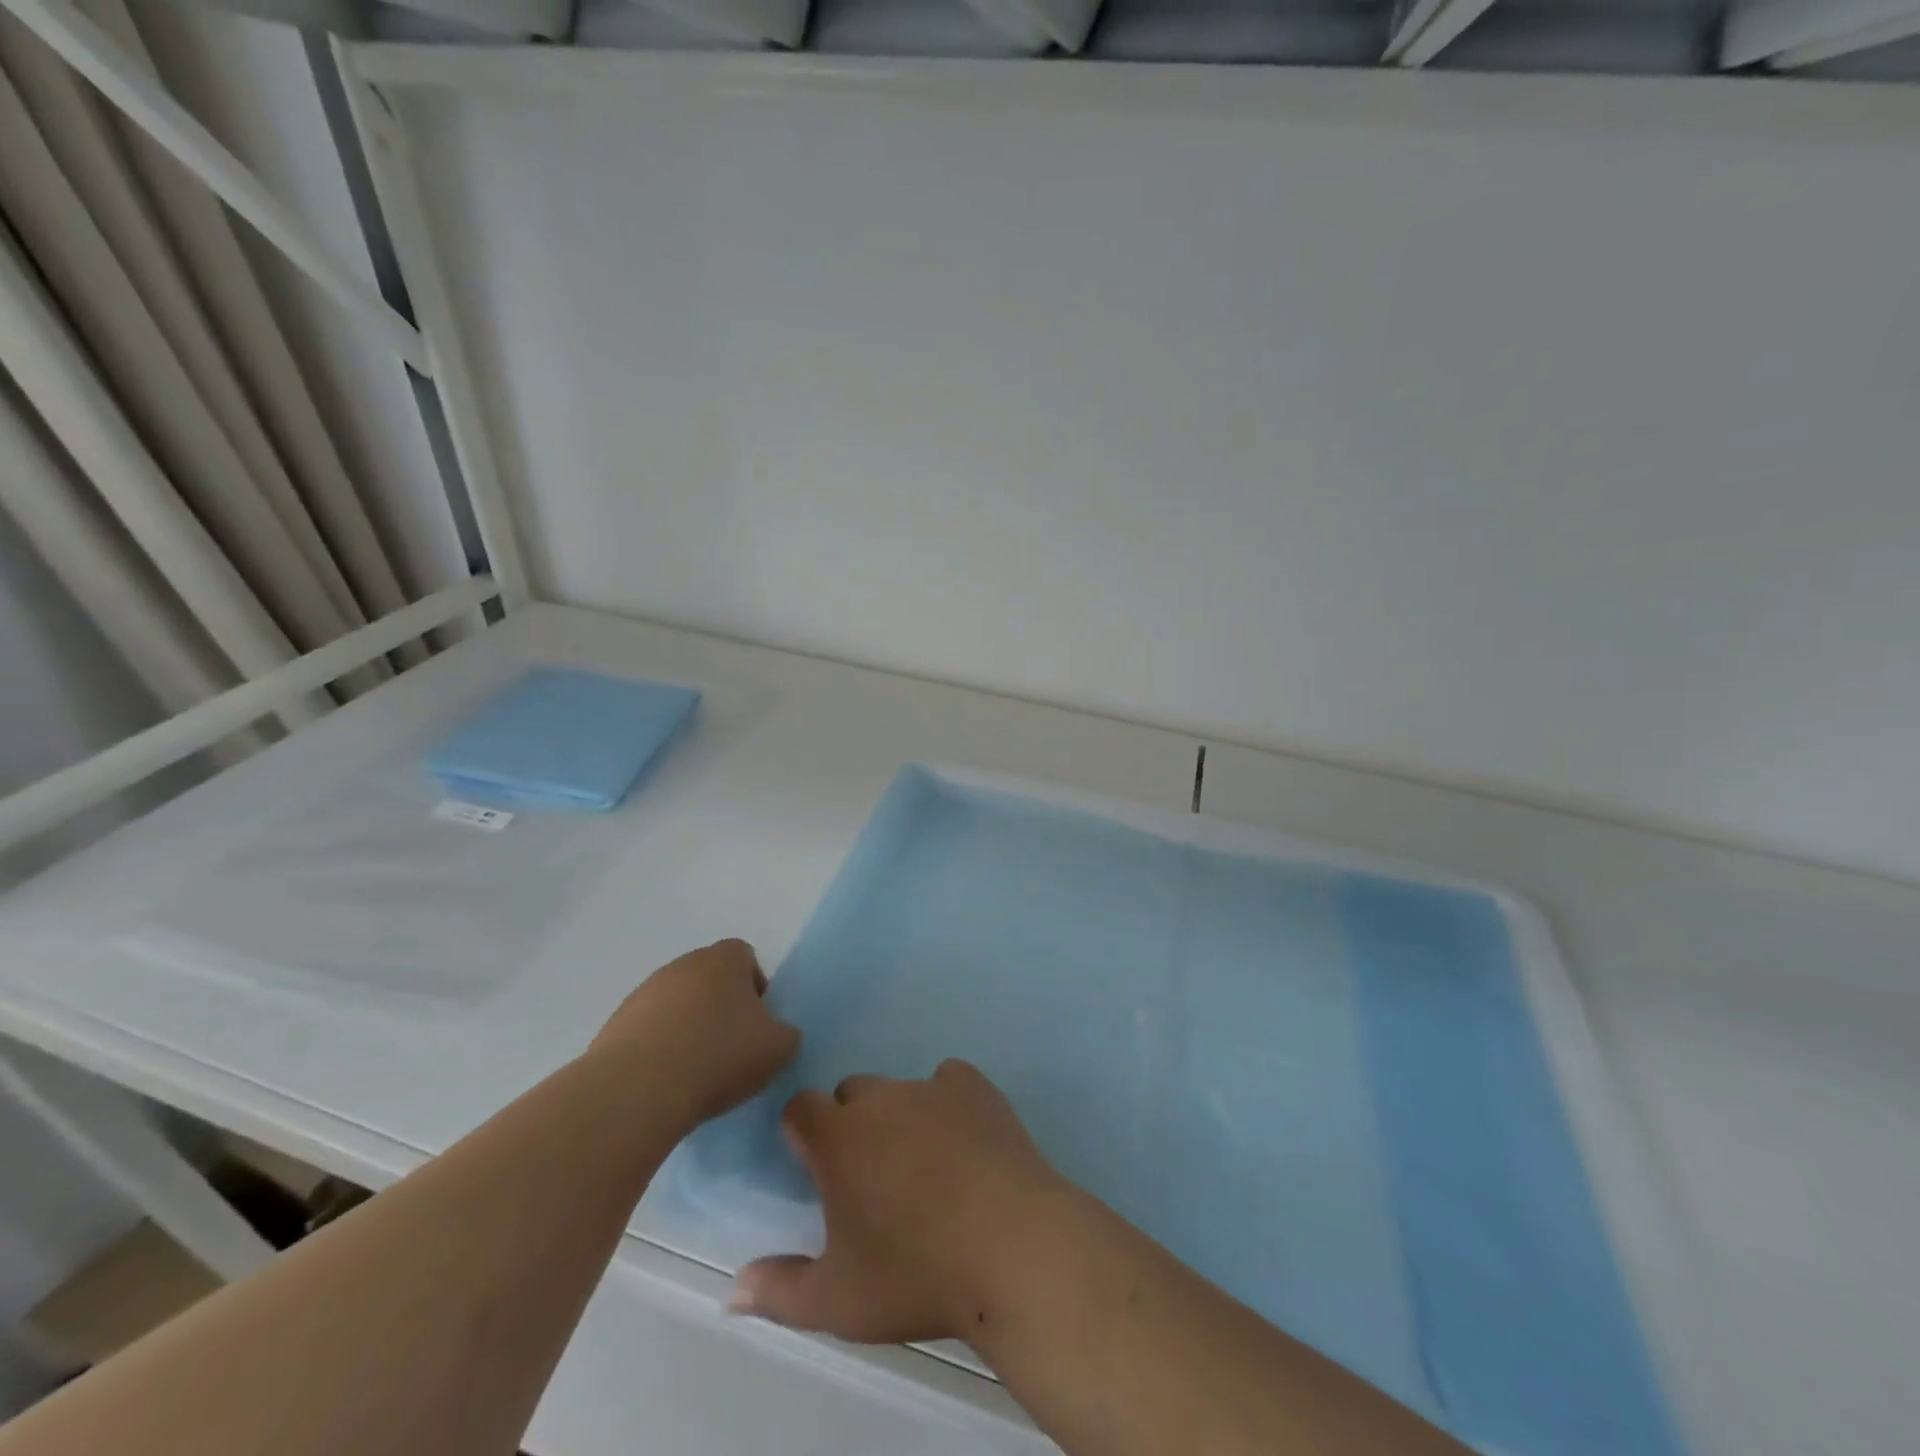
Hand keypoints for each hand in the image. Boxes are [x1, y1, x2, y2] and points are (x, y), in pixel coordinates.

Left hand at [589, 939, 798, 1132]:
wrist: (637, 1090)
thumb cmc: (719, 1056)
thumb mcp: (778, 1048)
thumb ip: (785, 1033)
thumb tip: (775, 1033)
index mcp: (724, 959)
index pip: (745, 957)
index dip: (755, 987)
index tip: (757, 1023)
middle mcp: (682, 964)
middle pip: (709, 978)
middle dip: (720, 1007)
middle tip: (730, 1047)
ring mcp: (644, 992)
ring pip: (676, 1004)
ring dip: (687, 1028)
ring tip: (694, 1071)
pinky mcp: (614, 1024)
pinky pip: (647, 1031)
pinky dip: (658, 1049)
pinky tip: (664, 1082)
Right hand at [731, 1059, 1073, 1344]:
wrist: (1012, 1249)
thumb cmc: (917, 1275)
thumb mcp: (838, 1300)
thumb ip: (779, 1290)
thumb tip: (733, 1289)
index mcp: (838, 1137)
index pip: (800, 1107)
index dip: (803, 1135)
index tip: (817, 1172)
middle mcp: (881, 1099)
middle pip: (851, 1094)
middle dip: (851, 1125)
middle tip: (872, 1180)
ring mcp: (931, 1087)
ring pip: (900, 1090)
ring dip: (899, 1117)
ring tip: (925, 1169)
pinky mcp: (976, 1087)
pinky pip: (949, 1081)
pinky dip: (948, 1103)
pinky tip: (965, 1142)